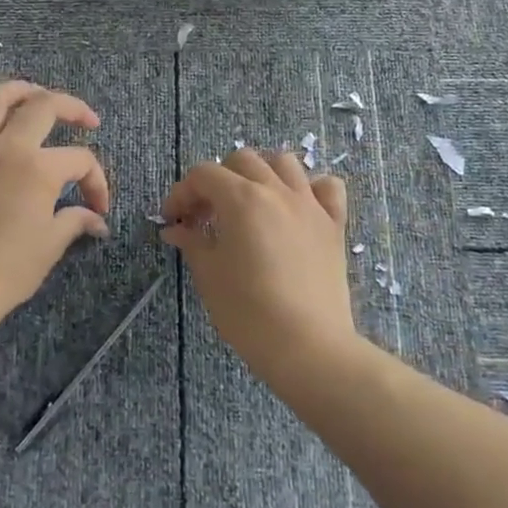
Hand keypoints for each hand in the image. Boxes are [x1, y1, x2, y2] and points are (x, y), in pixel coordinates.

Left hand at [0, 81, 110, 340]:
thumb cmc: (2, 273)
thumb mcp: (48, 247)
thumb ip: (73, 222)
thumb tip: (95, 220)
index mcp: (38, 169)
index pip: (80, 159)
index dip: (96, 181)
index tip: (98, 208)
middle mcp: (6, 147)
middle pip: (44, 105)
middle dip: (72, 108)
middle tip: (86, 121)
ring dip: (19, 90)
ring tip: (34, 98)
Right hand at [159, 148, 356, 387]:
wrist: (307, 346)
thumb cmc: (248, 312)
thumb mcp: (209, 276)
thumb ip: (192, 242)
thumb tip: (176, 229)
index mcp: (241, 198)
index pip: (203, 175)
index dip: (182, 193)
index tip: (174, 220)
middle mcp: (276, 190)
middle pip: (242, 160)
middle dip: (218, 180)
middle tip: (207, 214)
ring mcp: (309, 204)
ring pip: (284, 163)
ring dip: (262, 173)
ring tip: (251, 202)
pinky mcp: (334, 224)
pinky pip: (328, 187)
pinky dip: (312, 188)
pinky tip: (298, 207)